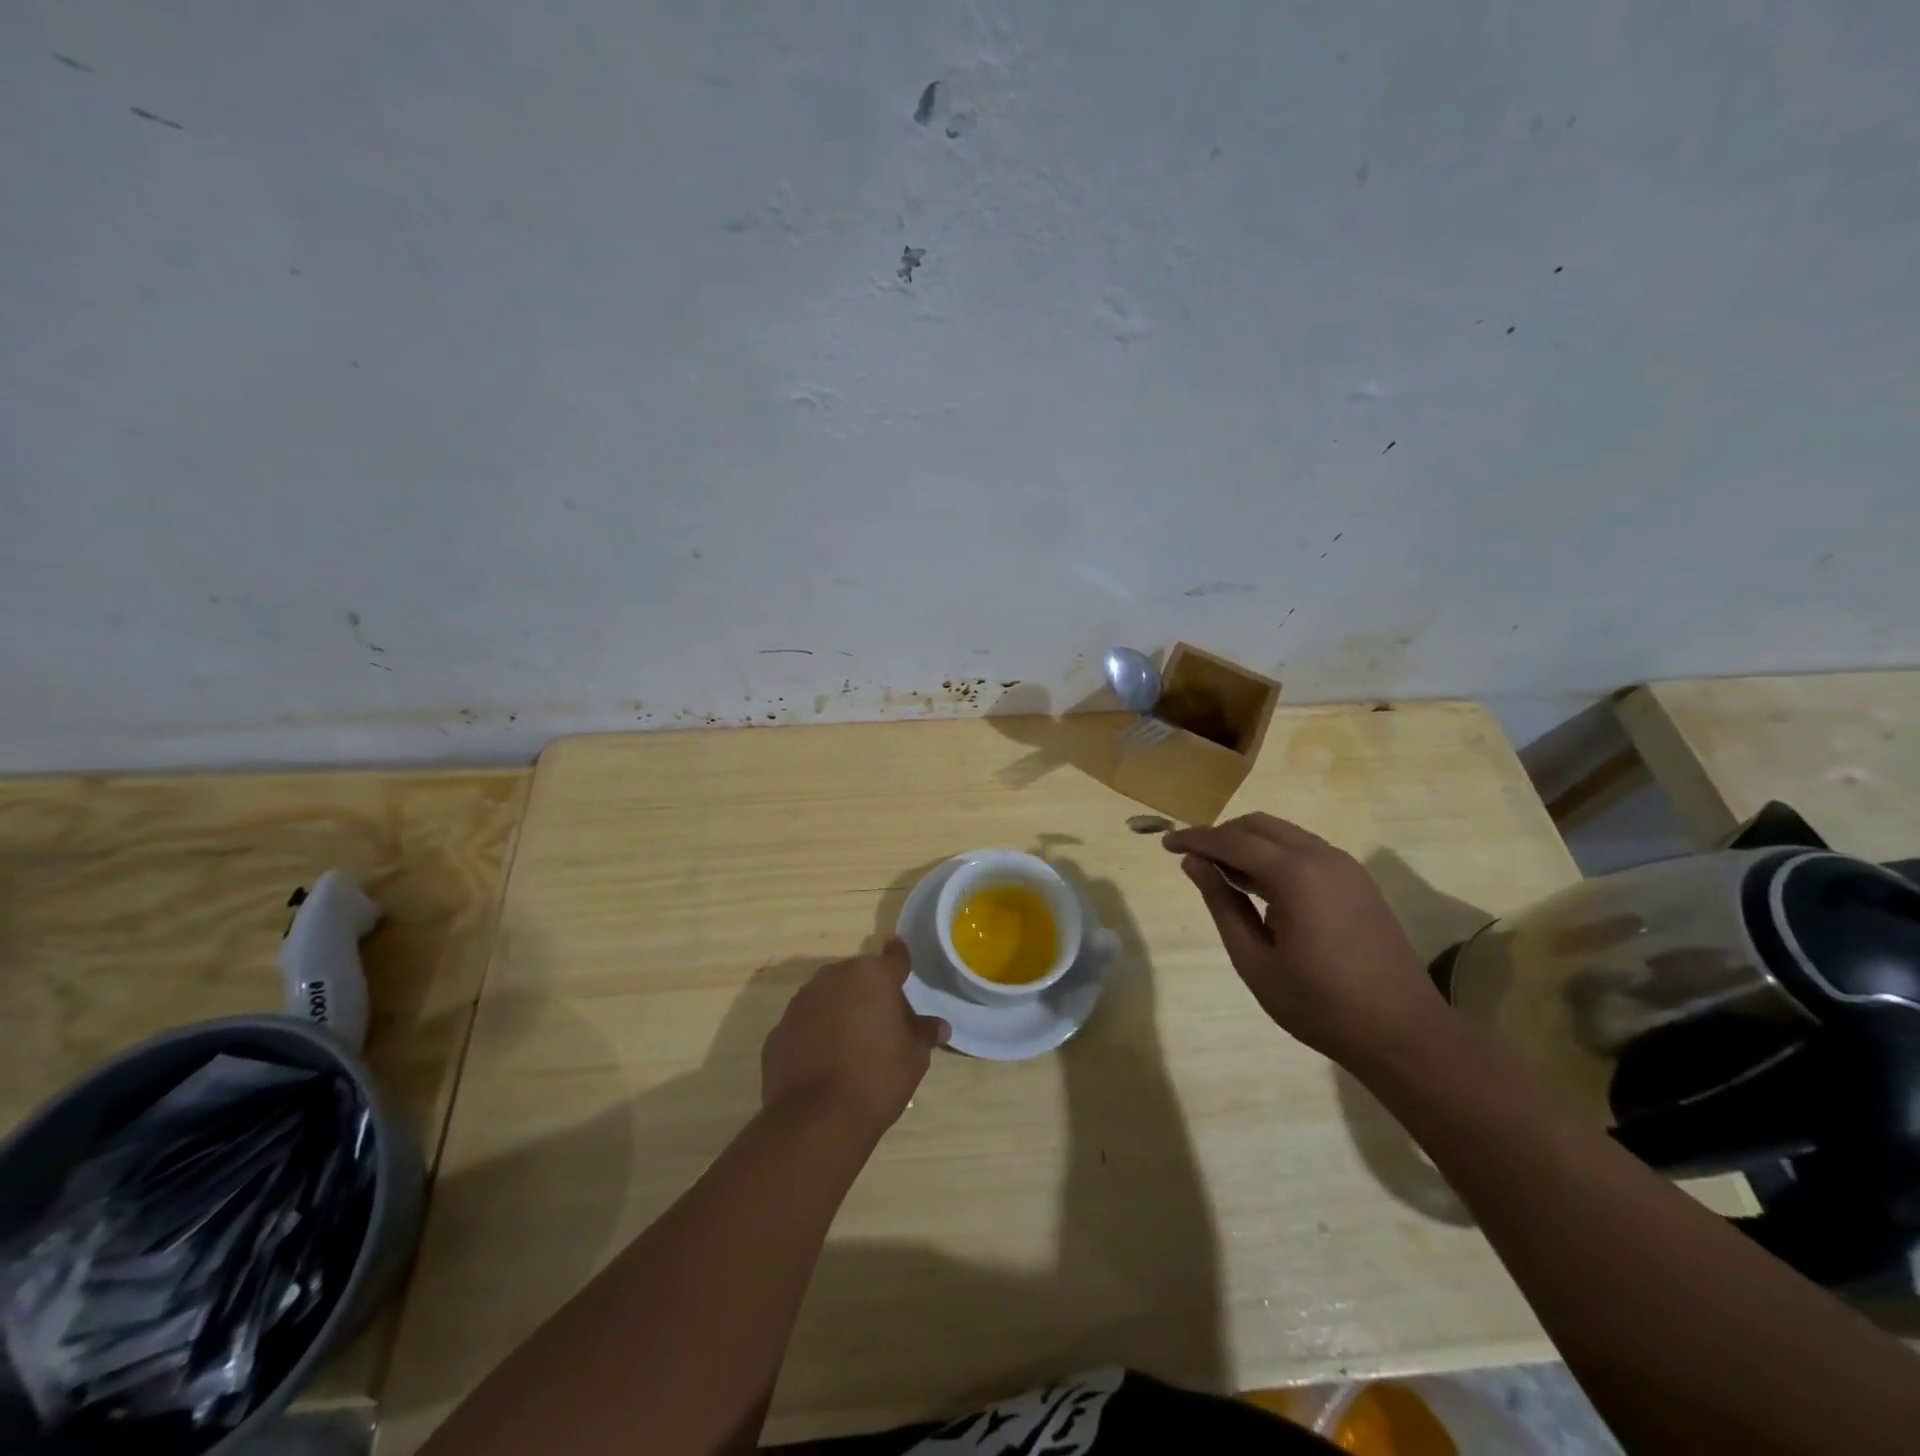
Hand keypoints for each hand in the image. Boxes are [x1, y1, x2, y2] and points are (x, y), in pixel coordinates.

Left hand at [761, 939, 949, 1136]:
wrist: (816, 1118)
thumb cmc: (877, 1078)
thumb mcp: (914, 1058)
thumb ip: (924, 1033)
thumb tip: (939, 1026)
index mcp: (873, 976)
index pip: (895, 956)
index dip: (900, 960)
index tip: (902, 963)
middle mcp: (835, 977)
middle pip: (858, 975)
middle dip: (869, 991)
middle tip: (880, 1021)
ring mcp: (802, 1001)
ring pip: (828, 996)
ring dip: (840, 1009)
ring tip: (850, 1043)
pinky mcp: (779, 1029)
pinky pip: (805, 1023)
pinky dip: (815, 1033)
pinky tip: (823, 1061)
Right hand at [1163, 812, 1449, 1066]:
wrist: (1402, 1034)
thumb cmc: (1319, 1005)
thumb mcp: (1254, 960)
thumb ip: (1222, 904)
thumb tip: (1194, 864)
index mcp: (1295, 875)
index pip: (1232, 840)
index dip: (1196, 839)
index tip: (1166, 844)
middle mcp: (1322, 857)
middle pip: (1259, 825)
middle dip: (1222, 835)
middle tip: (1195, 862)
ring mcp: (1346, 867)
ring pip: (1284, 835)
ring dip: (1249, 844)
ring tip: (1224, 876)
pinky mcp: (1358, 881)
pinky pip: (1306, 850)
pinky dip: (1276, 856)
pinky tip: (1262, 888)